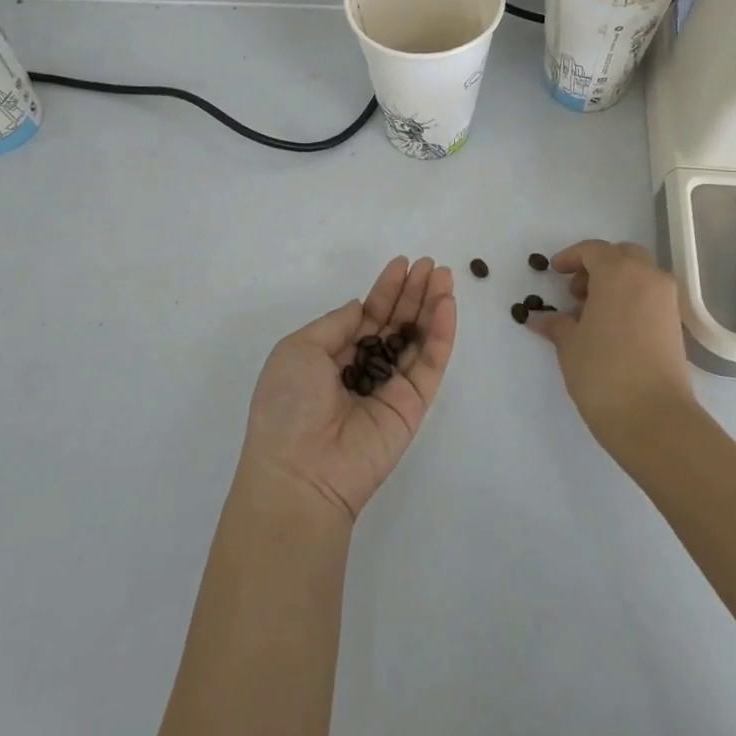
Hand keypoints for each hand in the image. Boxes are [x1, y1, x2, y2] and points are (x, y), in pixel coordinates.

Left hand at [241, 256, 456, 521]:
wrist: (301, 472)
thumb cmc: (288, 405)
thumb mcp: (298, 349)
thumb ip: (336, 324)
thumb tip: (361, 307)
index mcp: (333, 357)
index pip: (367, 316)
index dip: (385, 290)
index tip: (401, 264)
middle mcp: (364, 369)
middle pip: (396, 323)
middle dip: (413, 292)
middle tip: (431, 264)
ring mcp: (391, 387)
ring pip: (417, 339)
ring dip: (432, 306)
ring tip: (444, 275)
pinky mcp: (413, 404)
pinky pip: (431, 363)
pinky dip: (441, 333)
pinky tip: (447, 304)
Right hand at [524, 239, 695, 453]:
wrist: (654, 417)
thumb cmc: (603, 371)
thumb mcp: (570, 345)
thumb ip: (557, 324)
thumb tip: (541, 319)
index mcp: (618, 273)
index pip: (593, 250)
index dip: (571, 257)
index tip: (555, 272)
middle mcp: (647, 277)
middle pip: (622, 255)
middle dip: (598, 266)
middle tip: (577, 292)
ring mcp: (667, 301)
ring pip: (640, 275)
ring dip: (616, 283)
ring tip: (591, 314)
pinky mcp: (676, 325)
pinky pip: (650, 297)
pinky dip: (631, 300)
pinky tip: (611, 329)